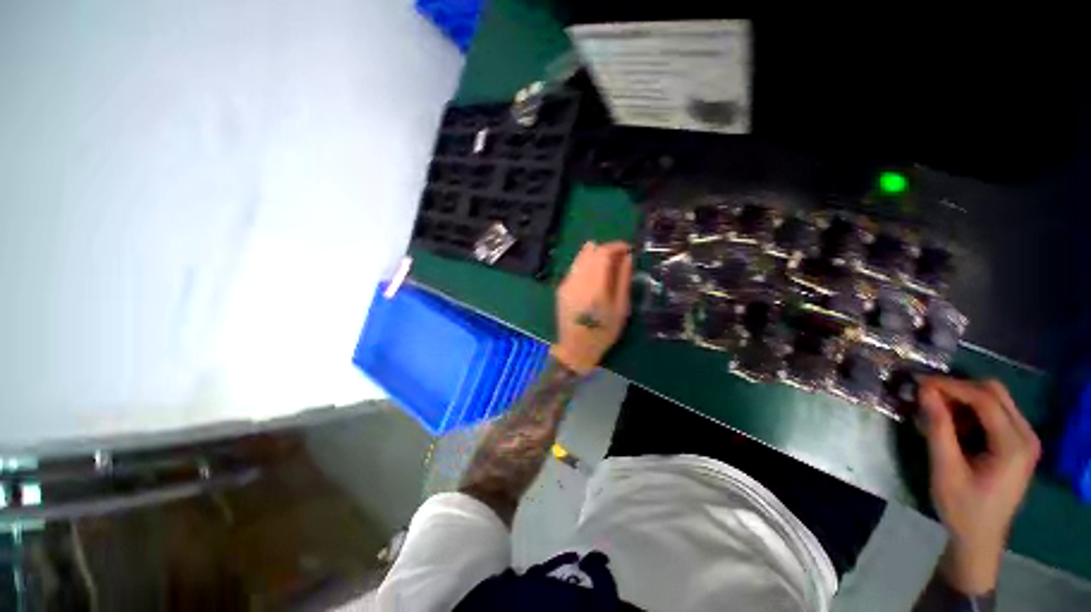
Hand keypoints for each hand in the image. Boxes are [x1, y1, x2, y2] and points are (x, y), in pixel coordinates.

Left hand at [550, 241, 632, 374]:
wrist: (576, 349)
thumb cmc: (603, 333)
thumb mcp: (621, 309)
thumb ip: (623, 280)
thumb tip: (627, 257)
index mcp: (595, 288)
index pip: (603, 253)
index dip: (616, 246)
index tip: (628, 249)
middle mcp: (578, 281)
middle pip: (590, 251)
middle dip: (606, 249)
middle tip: (619, 257)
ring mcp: (566, 284)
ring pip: (580, 257)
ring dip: (595, 255)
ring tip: (608, 264)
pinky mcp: (561, 288)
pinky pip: (575, 267)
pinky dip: (586, 264)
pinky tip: (594, 274)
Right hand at [918, 377, 1040, 594]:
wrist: (979, 538)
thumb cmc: (962, 508)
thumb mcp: (945, 468)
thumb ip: (938, 427)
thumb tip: (924, 391)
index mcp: (1014, 445)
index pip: (985, 399)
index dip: (951, 386)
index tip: (919, 383)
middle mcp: (1026, 435)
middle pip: (994, 393)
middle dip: (958, 389)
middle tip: (927, 395)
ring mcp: (1025, 439)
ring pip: (995, 400)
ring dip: (964, 399)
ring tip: (936, 411)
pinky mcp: (1018, 443)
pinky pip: (995, 413)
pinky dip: (971, 411)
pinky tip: (952, 424)